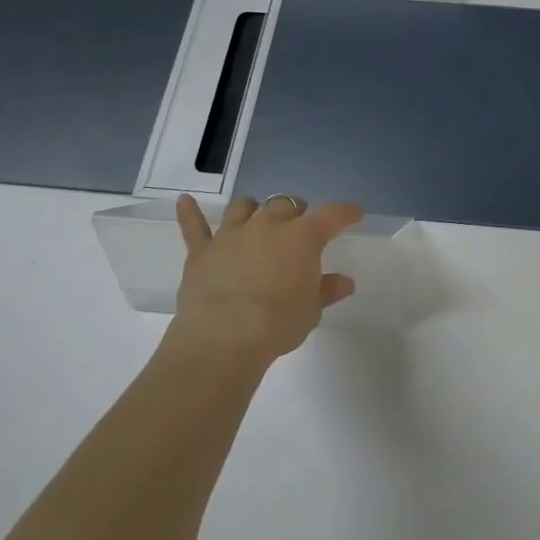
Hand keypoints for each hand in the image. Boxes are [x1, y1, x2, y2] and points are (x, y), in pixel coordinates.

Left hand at [164, 194, 364, 364]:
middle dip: (294, 211)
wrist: (223, 338)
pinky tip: (184, 201)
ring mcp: (232, 235)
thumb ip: (326, 290)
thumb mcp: (311, 310)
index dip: (346, 213)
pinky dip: (189, 214)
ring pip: (244, 207)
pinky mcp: (202, 251)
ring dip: (253, 208)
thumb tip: (344, 282)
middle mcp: (269, 225)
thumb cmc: (277, 323)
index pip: (332, 215)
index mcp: (303, 237)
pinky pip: (194, 227)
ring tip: (256, 214)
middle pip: (285, 204)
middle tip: (299, 225)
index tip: (354, 214)